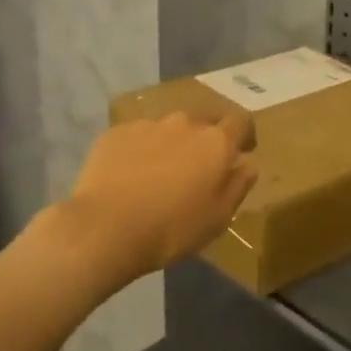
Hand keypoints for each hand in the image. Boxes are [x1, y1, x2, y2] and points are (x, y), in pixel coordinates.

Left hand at [58, 112, 257, 284]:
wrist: (104, 229)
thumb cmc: (171, 228)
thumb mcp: (218, 217)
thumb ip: (238, 185)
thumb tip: (247, 165)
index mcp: (215, 142)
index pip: (241, 122)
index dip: (244, 134)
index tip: (242, 151)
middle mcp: (185, 123)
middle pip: (203, 123)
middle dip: (204, 141)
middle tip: (196, 169)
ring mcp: (148, 125)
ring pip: (168, 129)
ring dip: (171, 145)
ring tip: (158, 174)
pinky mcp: (115, 133)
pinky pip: (136, 137)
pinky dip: (139, 151)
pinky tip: (128, 176)